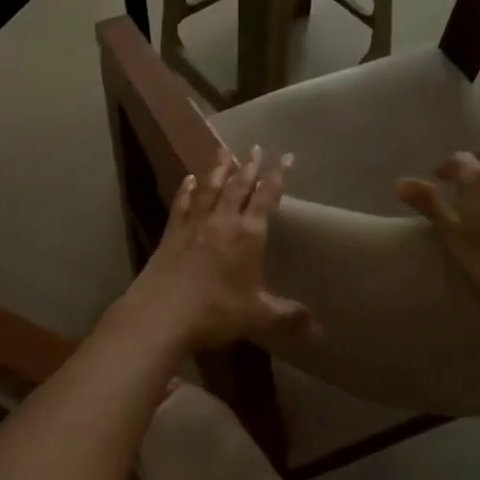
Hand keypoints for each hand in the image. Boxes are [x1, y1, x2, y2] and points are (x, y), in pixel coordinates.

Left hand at [125, 147, 316, 351]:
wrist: (160, 315)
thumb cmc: (215, 312)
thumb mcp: (257, 317)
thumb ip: (287, 318)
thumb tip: (318, 331)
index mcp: (248, 235)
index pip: (265, 198)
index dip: (276, 176)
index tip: (284, 156)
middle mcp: (221, 222)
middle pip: (237, 187)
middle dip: (248, 166)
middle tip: (255, 147)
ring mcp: (193, 226)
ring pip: (209, 189)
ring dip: (218, 170)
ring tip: (224, 152)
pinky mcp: (170, 235)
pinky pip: (181, 205)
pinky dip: (187, 191)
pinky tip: (188, 180)